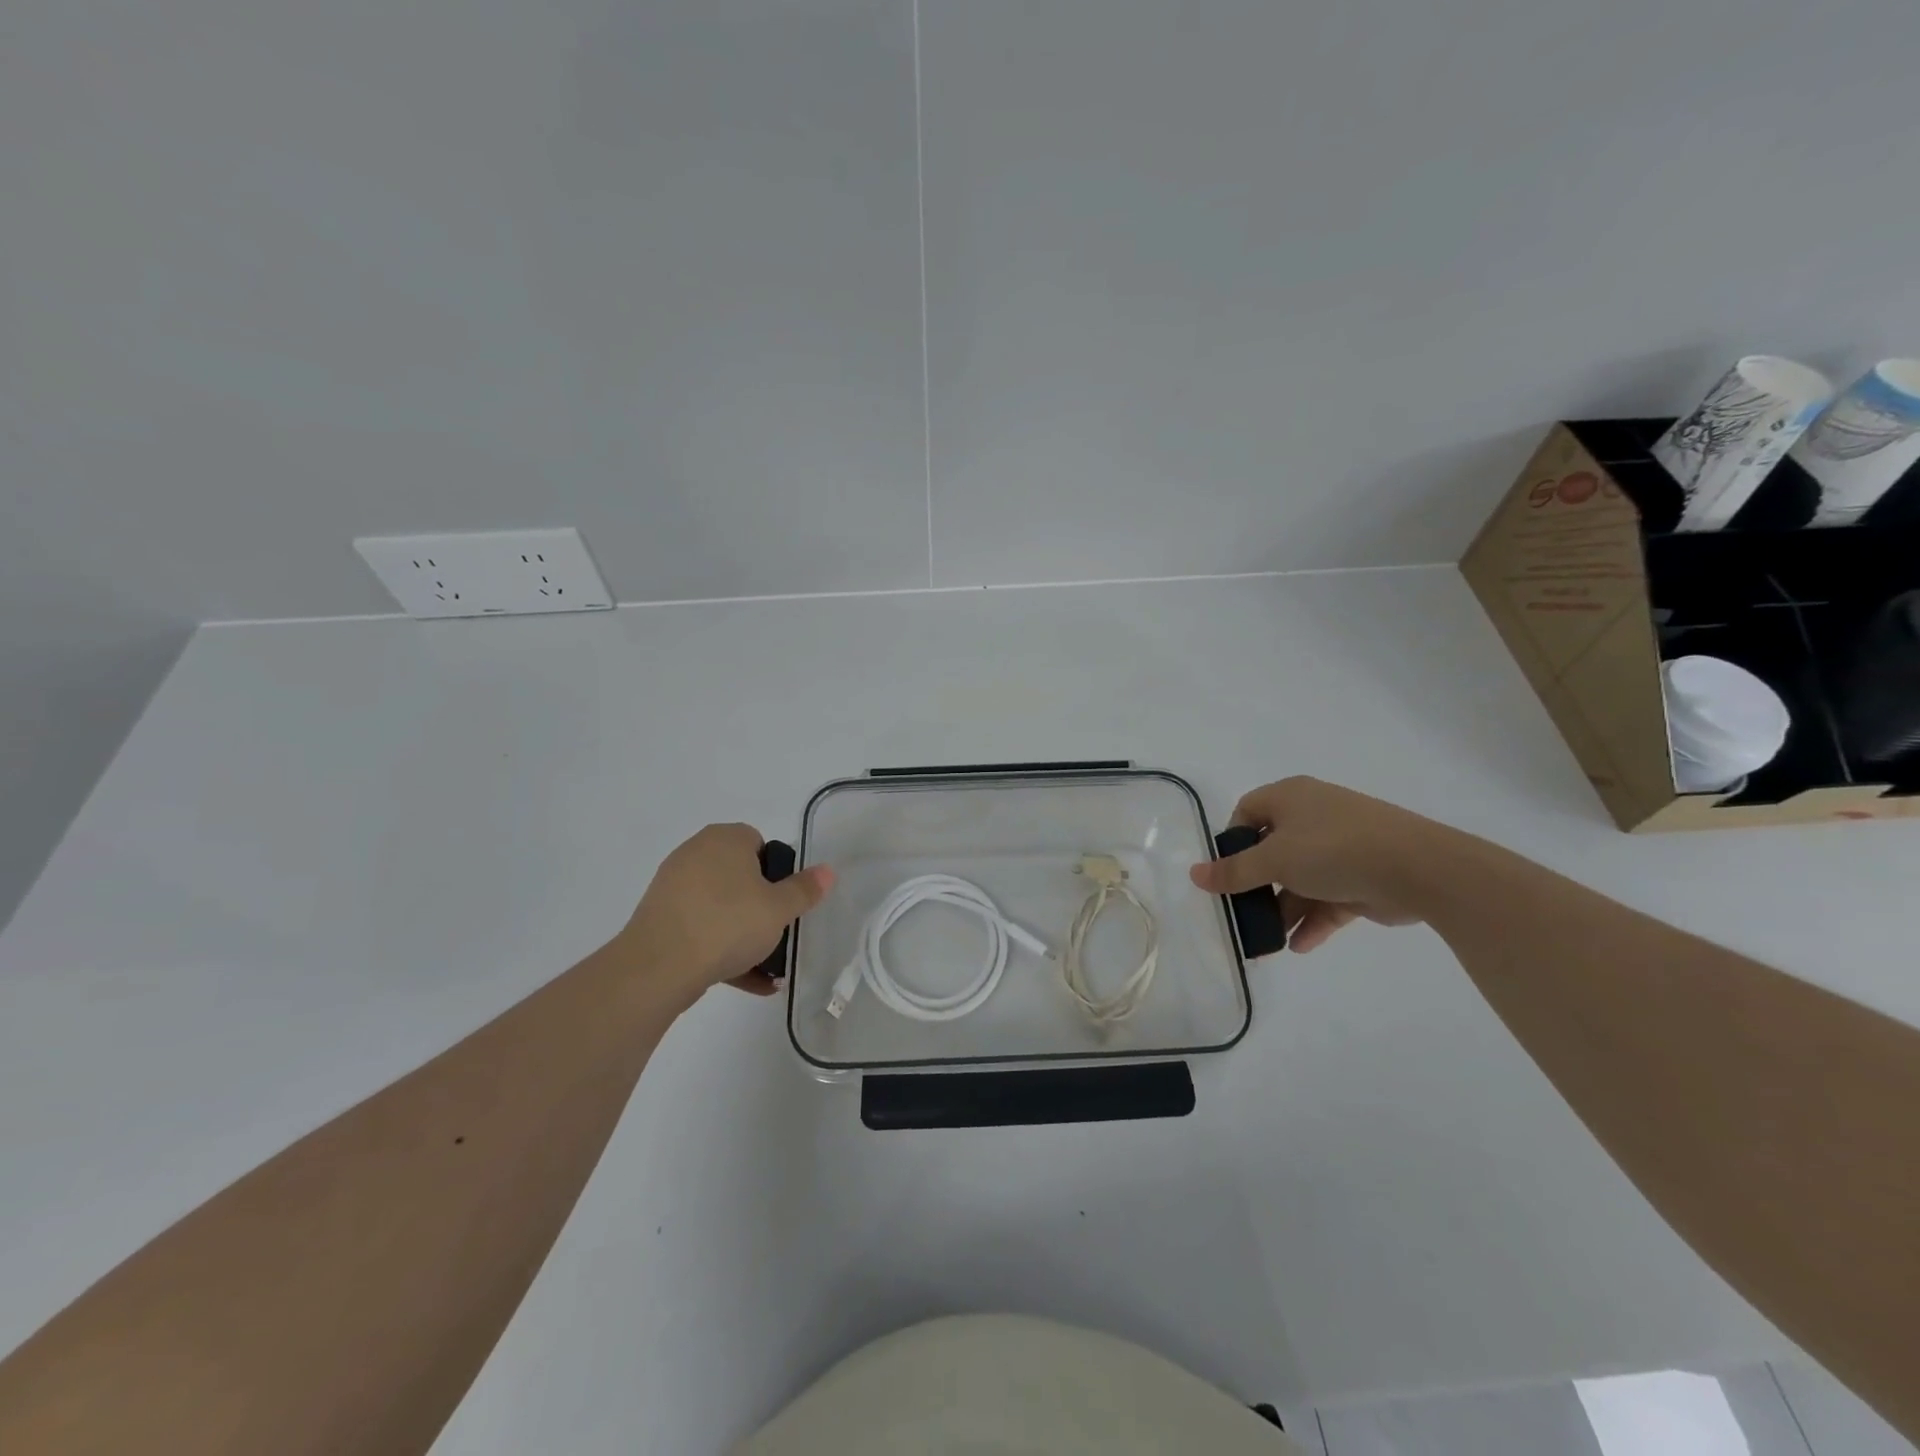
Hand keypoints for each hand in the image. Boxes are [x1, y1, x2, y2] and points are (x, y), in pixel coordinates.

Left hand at [618, 823, 834, 1001]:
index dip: (777, 872)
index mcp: (725, 839)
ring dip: (743, 934)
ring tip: (767, 967)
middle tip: (777, 932)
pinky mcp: (660, 920)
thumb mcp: (779, 909)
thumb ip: (804, 889)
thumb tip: (827, 870)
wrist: (658, 967)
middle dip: (760, 906)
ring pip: (720, 908)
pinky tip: (747, 981)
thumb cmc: (727, 924)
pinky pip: (700, 930)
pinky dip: (721, 950)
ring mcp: (673, 887)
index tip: (784, 902)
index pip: (759, 843)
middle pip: (740, 877)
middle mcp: (696, 854)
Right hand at [1188, 777, 1451, 951]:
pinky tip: (1298, 946)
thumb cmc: (1333, 849)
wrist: (1419, 868)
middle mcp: (1314, 817)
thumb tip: (1195, 875)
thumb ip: (1234, 871)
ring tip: (1267, 941)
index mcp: (1291, 798)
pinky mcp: (1363, 878)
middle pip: (1272, 851)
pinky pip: (1328, 900)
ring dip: (1283, 910)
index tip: (1227, 873)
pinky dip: (1312, 921)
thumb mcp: (1274, 860)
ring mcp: (1341, 848)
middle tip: (1242, 912)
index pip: (1248, 812)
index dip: (1233, 842)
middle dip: (1257, 886)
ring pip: (1300, 880)